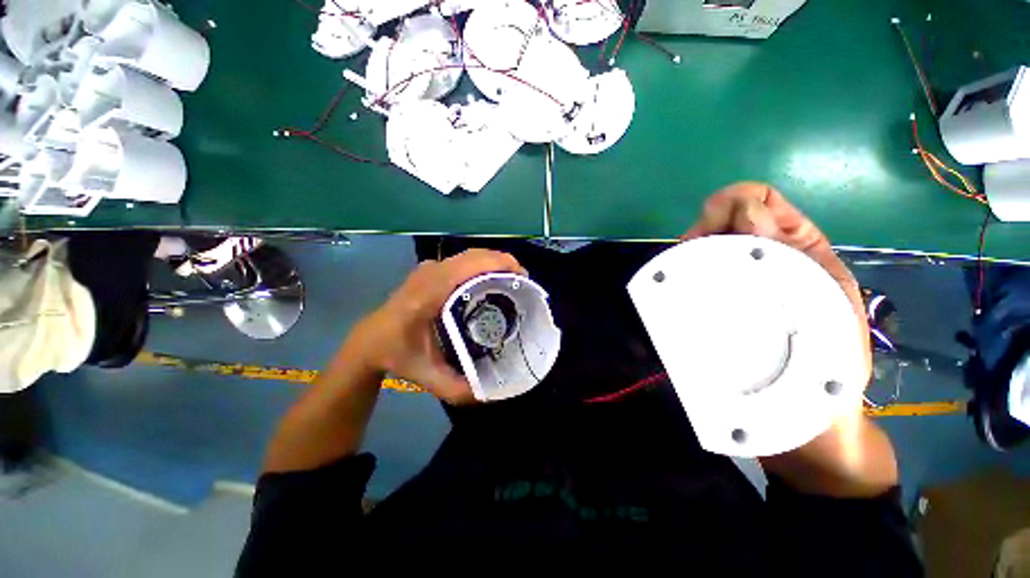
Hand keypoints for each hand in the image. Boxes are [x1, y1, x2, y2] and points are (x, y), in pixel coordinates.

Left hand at [346, 249, 525, 404]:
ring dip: (494, 262)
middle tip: (523, 284)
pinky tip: (491, 281)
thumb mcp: (428, 378)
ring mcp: (428, 268)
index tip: (523, 279)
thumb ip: (459, 390)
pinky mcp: (430, 269)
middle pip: (475, 255)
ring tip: (512, 282)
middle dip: (504, 263)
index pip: (469, 266)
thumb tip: (492, 393)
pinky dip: (482, 265)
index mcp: (428, 294)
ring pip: (470, 255)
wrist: (370, 341)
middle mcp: (429, 273)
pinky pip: (463, 260)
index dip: (499, 265)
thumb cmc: (397, 356)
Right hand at [684, 183, 895, 495]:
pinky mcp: (707, 302)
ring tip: (686, 279)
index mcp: (795, 246)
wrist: (798, 413)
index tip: (732, 238)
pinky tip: (676, 288)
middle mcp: (758, 255)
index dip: (736, 205)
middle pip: (718, 218)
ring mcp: (730, 279)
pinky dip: (676, 272)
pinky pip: (684, 274)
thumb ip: (795, 249)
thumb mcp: (828, 297)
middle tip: (700, 263)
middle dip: (705, 230)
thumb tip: (747, 217)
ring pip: (697, 245)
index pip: (755, 198)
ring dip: (689, 253)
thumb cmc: (825, 361)